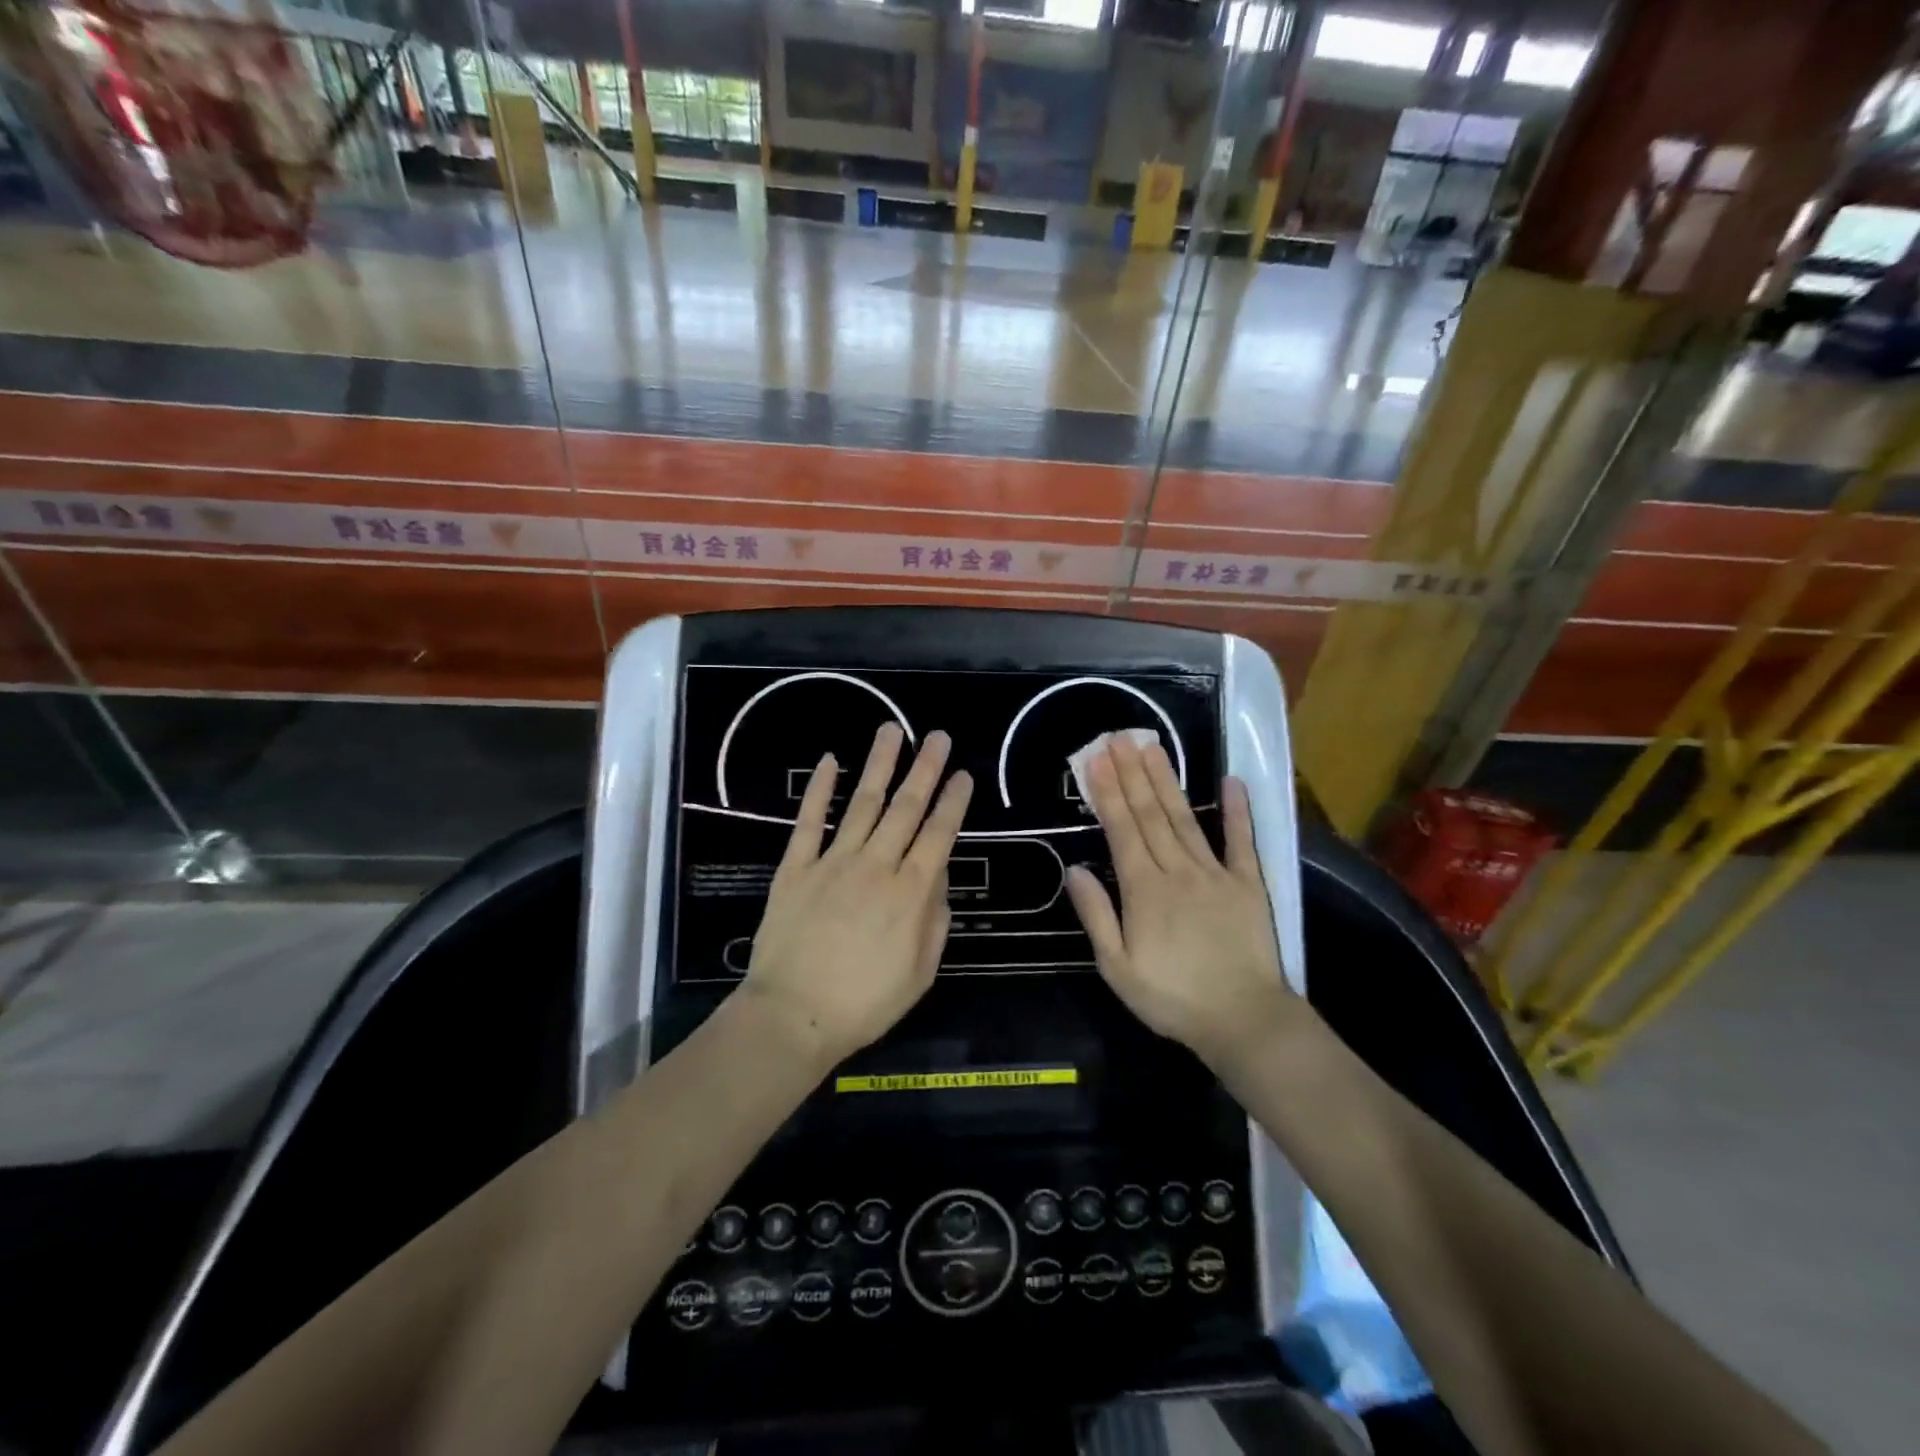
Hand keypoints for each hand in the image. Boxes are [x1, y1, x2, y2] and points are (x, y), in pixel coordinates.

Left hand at [744, 723, 972, 1065]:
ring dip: (880, 765)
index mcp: (911, 892)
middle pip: (906, 808)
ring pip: (862, 803)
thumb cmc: (865, 1003)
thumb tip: (938, 875)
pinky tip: (829, 761)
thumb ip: (935, 919)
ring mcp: (833, 862)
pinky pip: (809, 821)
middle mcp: (876, 865)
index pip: (939, 834)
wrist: (793, 1015)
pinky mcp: (796, 867)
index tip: (963, 773)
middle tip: (938, 736)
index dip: (953, 801)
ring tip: (892, 731)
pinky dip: (819, 790)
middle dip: (925, 769)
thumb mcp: (921, 972)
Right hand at [1064, 734, 1293, 1062]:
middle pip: (1150, 814)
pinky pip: (1241, 841)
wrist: (1243, 1020)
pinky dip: (1237, 810)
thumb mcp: (1118, 968)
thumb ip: (1097, 916)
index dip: (1107, 792)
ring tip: (1152, 747)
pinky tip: (1231, 781)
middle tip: (1119, 738)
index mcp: (1144, 890)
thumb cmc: (1172, 998)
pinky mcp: (1248, 884)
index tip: (1095, 760)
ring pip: (1184, 818)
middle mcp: (1177, 870)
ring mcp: (1215, 873)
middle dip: (1131, 774)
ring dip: (1166, 781)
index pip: (1122, 830)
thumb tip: (1075, 869)